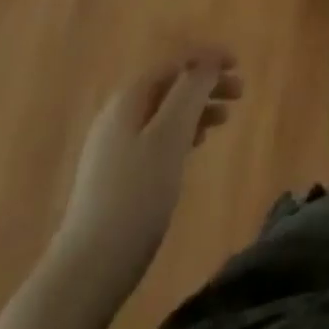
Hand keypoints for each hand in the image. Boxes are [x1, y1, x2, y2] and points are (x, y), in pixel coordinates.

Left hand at [53, 46, 241, 295]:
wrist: (87, 270)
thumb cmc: (136, 196)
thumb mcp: (170, 136)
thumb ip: (190, 92)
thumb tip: (207, 63)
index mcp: (129, 99)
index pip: (174, 62)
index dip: (207, 58)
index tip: (238, 64)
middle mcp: (118, 115)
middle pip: (170, 85)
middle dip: (206, 83)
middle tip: (240, 93)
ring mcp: (114, 147)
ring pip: (164, 112)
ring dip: (197, 108)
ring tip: (224, 120)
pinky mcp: (116, 176)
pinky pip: (156, 137)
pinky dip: (182, 132)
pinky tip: (195, 146)